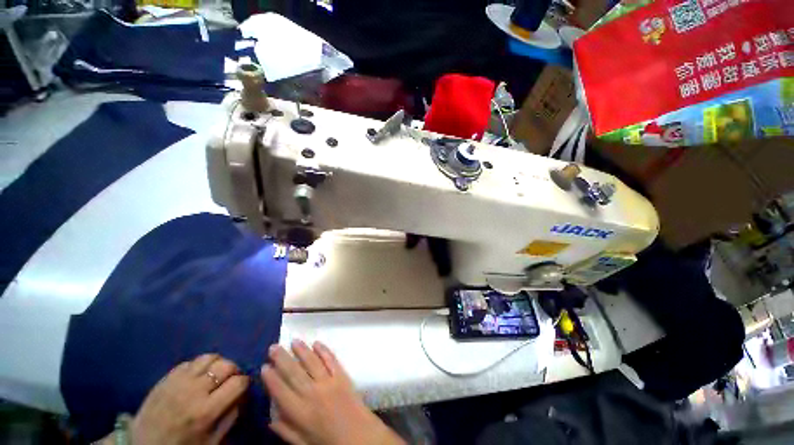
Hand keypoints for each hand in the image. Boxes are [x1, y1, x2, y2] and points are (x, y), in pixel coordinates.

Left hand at [127, 354, 248, 444]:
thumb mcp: (211, 441)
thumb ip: (230, 417)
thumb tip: (241, 395)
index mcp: (206, 410)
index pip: (238, 382)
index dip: (244, 383)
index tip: (242, 388)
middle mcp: (194, 391)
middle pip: (226, 365)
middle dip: (234, 370)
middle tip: (230, 379)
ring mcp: (179, 381)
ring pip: (209, 357)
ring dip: (218, 363)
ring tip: (215, 374)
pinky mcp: (167, 377)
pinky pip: (191, 361)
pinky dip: (199, 365)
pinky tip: (198, 375)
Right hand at [262, 340, 404, 444]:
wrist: (359, 437)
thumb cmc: (329, 442)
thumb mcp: (303, 443)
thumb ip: (286, 430)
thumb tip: (269, 418)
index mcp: (300, 413)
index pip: (281, 391)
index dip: (271, 378)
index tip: (264, 366)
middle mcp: (313, 393)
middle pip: (294, 372)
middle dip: (282, 358)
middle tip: (273, 347)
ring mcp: (329, 382)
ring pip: (312, 362)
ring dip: (302, 350)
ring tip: (293, 340)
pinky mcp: (342, 376)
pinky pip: (331, 360)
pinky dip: (324, 350)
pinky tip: (317, 343)